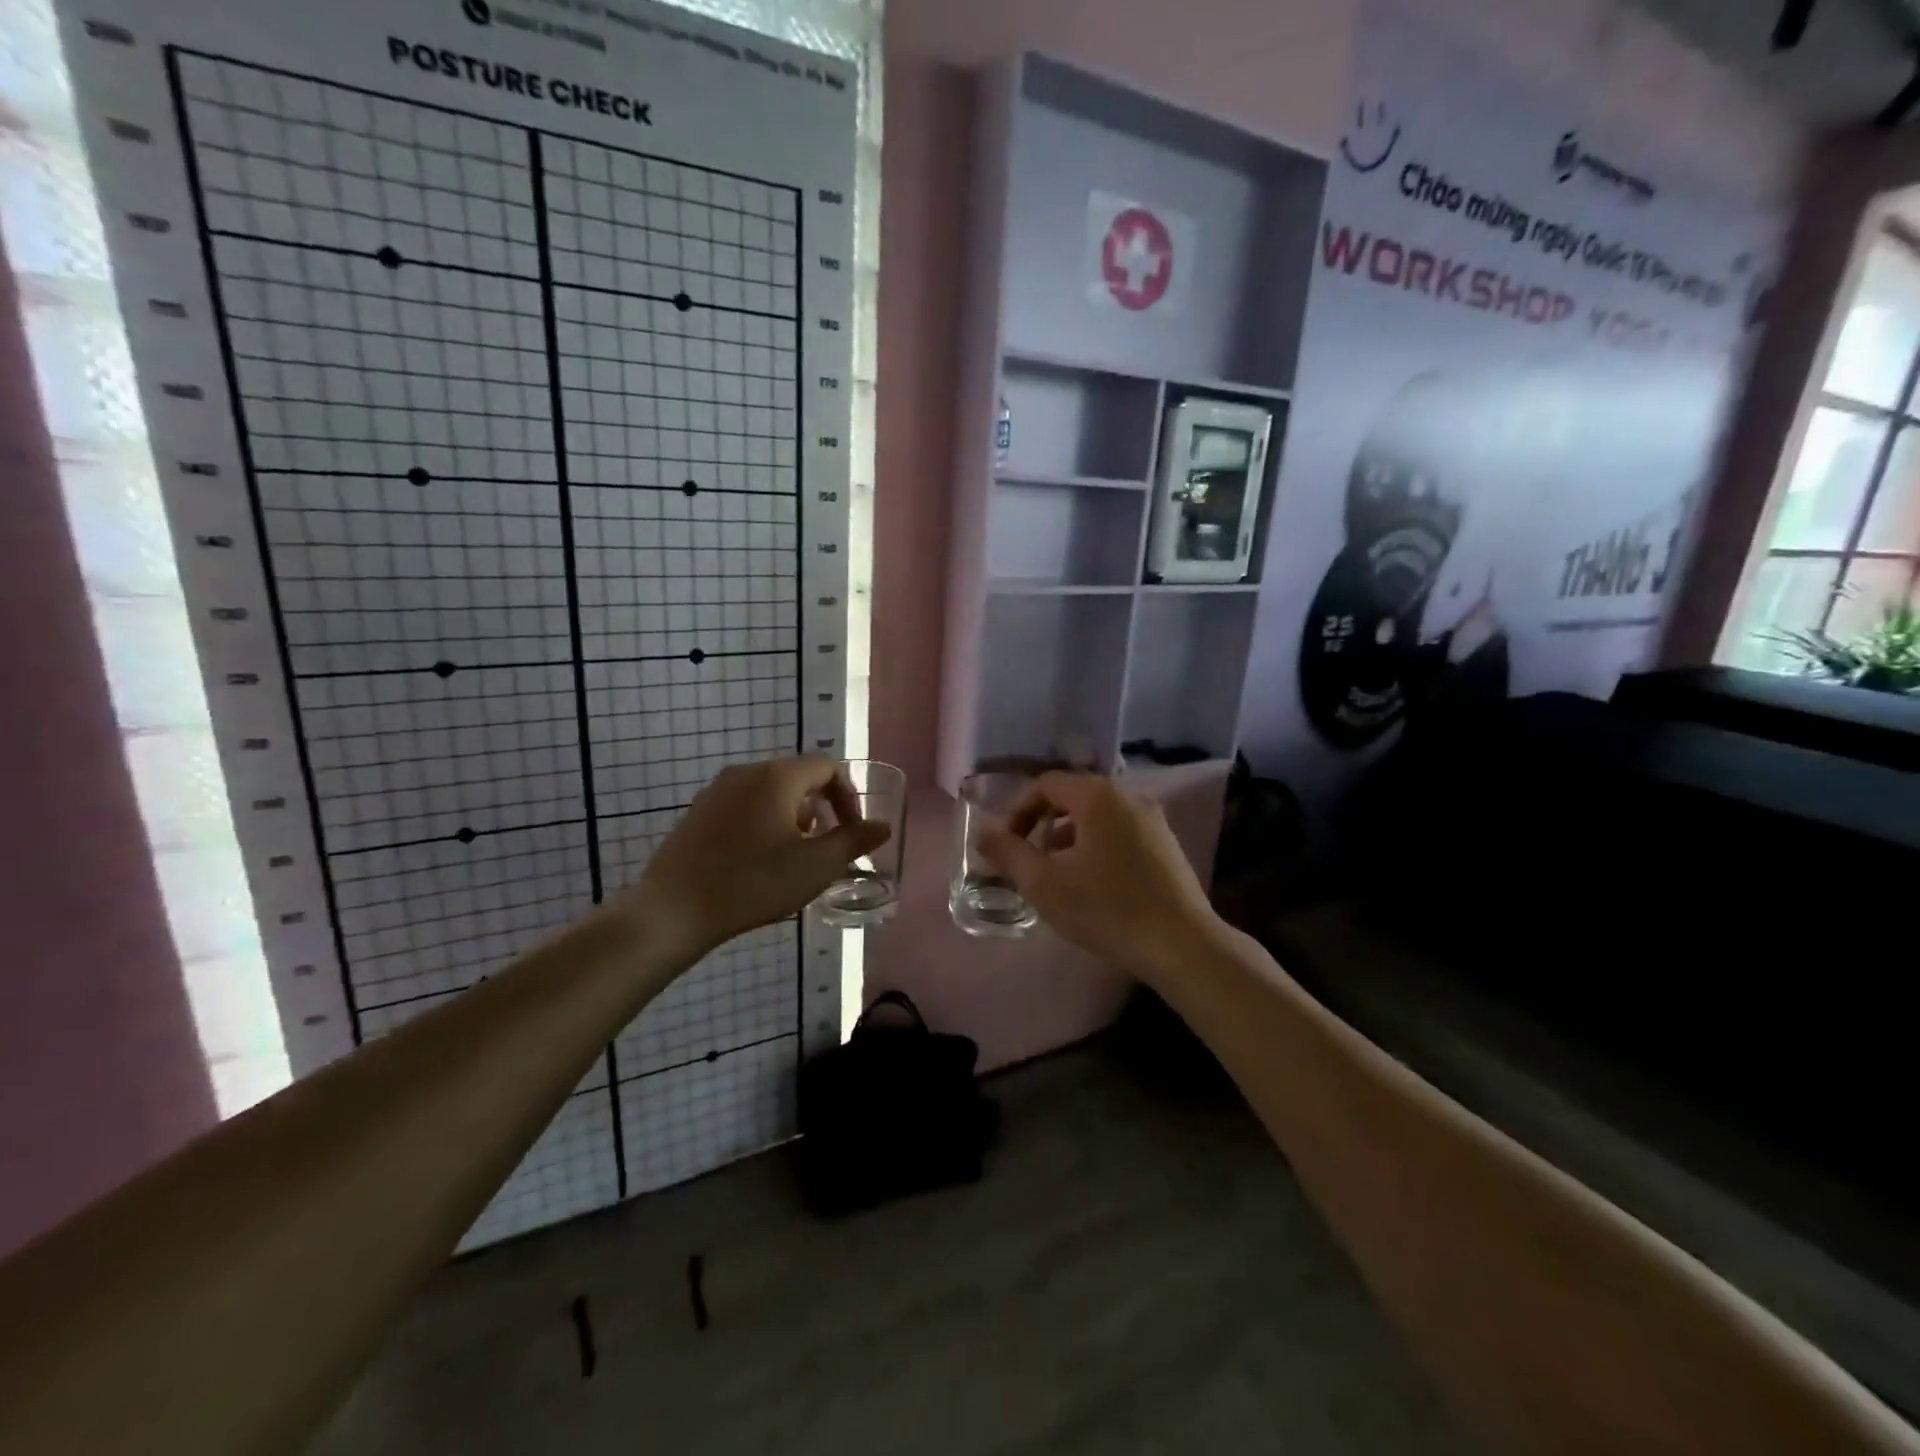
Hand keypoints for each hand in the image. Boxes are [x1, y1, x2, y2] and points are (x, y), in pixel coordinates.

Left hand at [626, 757, 890, 957]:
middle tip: (824, 846)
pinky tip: (758, 861)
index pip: (826, 766)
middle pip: (797, 776)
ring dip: (792, 816)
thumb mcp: (816, 866)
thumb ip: (854, 841)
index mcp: (776, 777)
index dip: (848, 795)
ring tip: (793, 856)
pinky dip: (763, 821)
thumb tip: (881, 826)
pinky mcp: (697, 812)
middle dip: (820, 807)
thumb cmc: (753, 884)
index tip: (851, 830)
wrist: (673, 911)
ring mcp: (716, 791)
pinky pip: (743, 805)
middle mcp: (745, 772)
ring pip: (769, 791)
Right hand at [976, 772, 1221, 983]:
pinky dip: (1096, 845)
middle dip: (1042, 824)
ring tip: (1057, 875)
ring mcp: (1152, 818)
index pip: (1045, 785)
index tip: (1006, 845)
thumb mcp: (1044, 883)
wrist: (1181, 944)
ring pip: (1096, 815)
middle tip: (1028, 859)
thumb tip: (982, 832)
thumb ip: (1008, 853)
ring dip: (1068, 837)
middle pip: (1072, 797)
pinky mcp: (1166, 843)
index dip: (1017, 811)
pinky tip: (1093, 883)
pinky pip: (1119, 830)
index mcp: (1097, 796)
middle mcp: (1128, 795)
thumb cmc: (1106, 909)